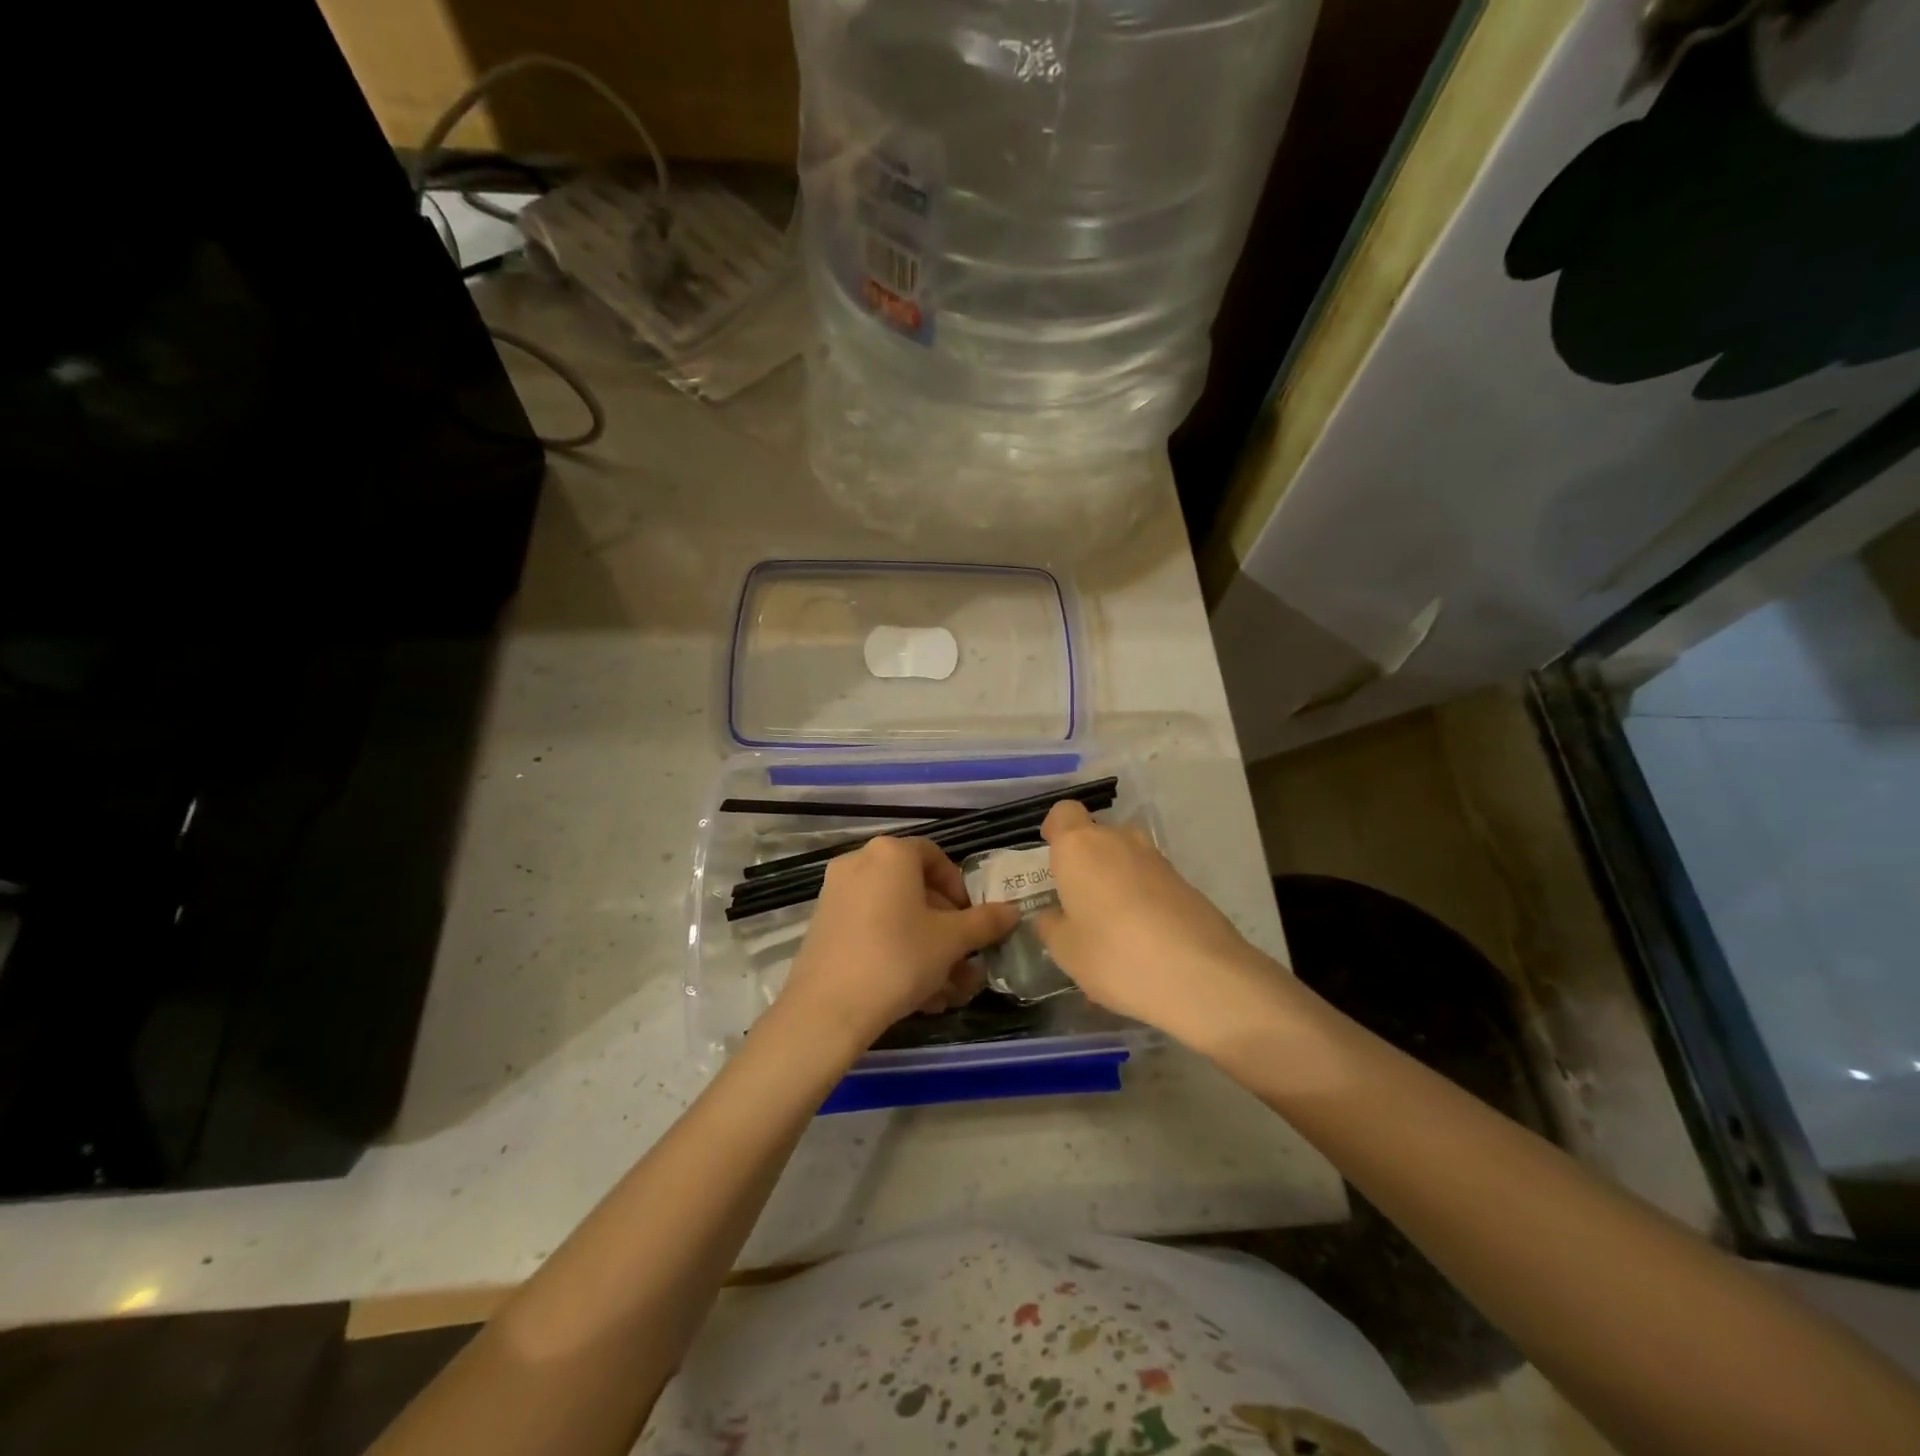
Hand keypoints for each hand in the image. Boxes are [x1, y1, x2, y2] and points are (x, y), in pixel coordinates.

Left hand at [777, 837, 1019, 1050]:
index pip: (935, 857)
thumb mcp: (952, 941)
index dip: (959, 888)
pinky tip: (914, 994)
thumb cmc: (898, 958)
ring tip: (944, 990)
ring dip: (924, 947)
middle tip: (962, 960)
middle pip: (914, 888)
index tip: (971, 921)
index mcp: (890, 853)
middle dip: (944, 927)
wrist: (828, 1008)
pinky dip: (895, 951)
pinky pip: (870, 929)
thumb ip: (985, 922)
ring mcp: (836, 893)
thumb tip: (1012, 911)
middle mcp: (858, 862)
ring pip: (894, 915)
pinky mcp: (823, 925)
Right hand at [1032, 801, 1301, 1057]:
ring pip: (1124, 859)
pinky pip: (1148, 883)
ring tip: (1109, 930)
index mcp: (1080, 847)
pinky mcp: (1184, 882)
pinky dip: (1140, 901)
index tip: (1051, 859)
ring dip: (1113, 883)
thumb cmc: (1115, 955)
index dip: (1055, 831)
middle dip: (1085, 863)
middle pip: (1096, 837)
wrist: (1202, 975)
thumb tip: (1052, 915)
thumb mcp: (1066, 951)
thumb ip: (1052, 926)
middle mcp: (1118, 840)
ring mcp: (1156, 859)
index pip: (1063, 813)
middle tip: (1076, 904)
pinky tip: (1140, 944)